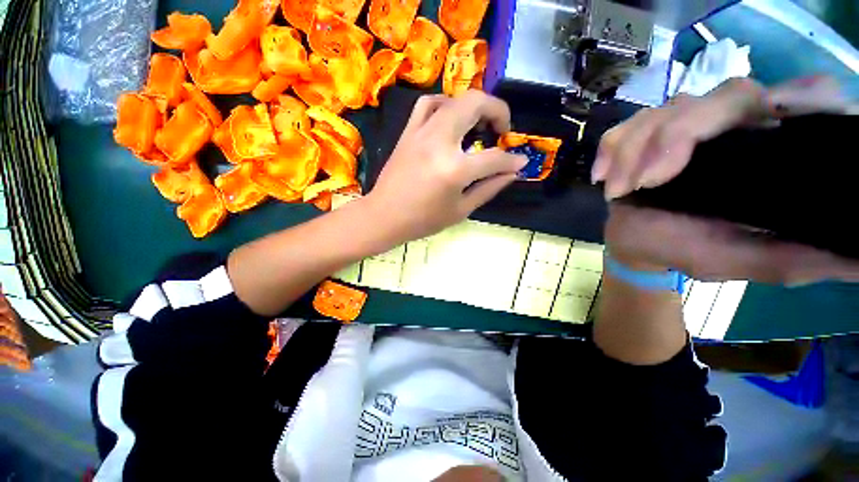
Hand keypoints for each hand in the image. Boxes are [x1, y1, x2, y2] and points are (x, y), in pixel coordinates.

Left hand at [365, 91, 526, 243]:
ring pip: (454, 99)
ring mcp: (421, 132)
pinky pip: (428, 104)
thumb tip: (512, 172)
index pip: (494, 157)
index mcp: (454, 169)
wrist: (385, 216)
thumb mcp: (461, 210)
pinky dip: (445, 104)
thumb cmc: (423, 220)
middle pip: (476, 104)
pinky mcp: (408, 132)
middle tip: (501, 131)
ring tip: (479, 124)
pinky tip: (450, 118)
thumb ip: (489, 188)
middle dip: (498, 111)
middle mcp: (439, 142)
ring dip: (474, 106)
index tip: (520, 161)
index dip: (512, 160)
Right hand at [594, 76, 858, 284]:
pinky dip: (611, 150)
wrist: (637, 243)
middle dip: (674, 138)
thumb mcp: (748, 262)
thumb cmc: (690, 251)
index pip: (808, 99)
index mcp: (776, 151)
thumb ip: (797, 257)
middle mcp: (741, 124)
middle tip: (643, 184)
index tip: (768, 119)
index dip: (798, 97)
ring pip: (668, 109)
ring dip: (634, 151)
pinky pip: (628, 125)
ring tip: (619, 191)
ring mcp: (689, 123)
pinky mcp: (649, 131)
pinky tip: (604, 178)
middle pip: (725, 96)